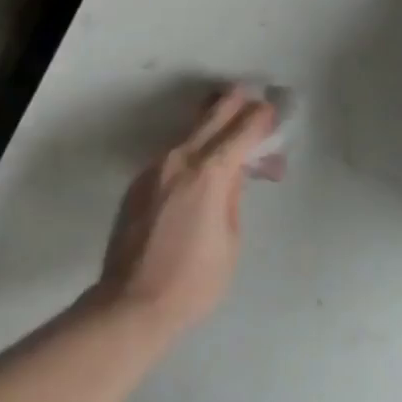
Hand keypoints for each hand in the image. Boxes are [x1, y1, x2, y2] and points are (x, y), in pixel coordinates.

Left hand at [92, 87, 275, 342]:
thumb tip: (234, 172)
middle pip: (212, 116)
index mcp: (209, 173)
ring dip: (212, 126)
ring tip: (229, 128)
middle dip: (235, 103)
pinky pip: (173, 155)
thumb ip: (233, 197)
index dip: (259, 118)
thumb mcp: (230, 241)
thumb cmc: (192, 281)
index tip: (271, 112)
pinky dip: (192, 151)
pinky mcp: (139, 181)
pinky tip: (200, 166)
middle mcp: (180, 159)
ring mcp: (155, 167)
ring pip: (190, 133)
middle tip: (251, 96)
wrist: (130, 304)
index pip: (241, 130)